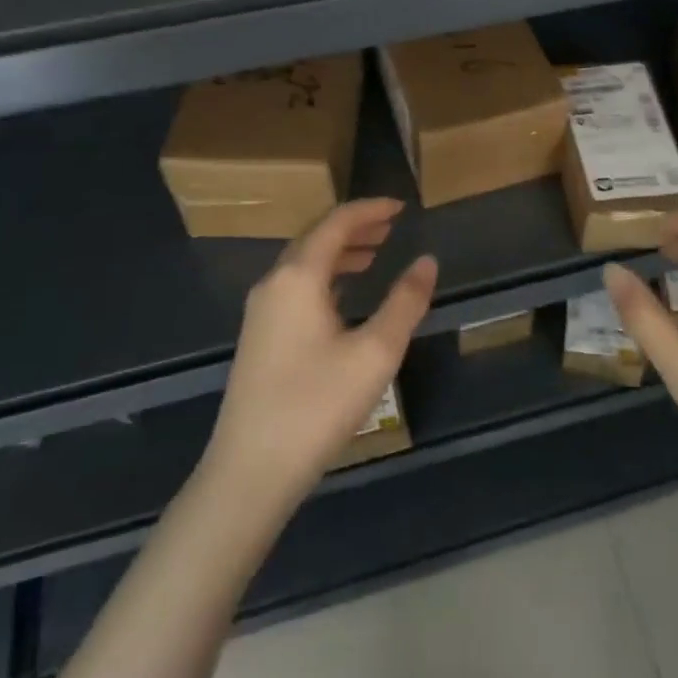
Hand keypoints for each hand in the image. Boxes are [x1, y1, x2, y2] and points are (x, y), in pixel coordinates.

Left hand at [202, 199, 437, 514]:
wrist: (249, 471)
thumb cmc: (317, 405)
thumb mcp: (375, 353)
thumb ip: (405, 302)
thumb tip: (427, 261)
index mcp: (298, 276)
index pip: (336, 223)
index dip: (370, 209)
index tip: (400, 206)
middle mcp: (274, 283)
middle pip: (316, 237)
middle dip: (354, 228)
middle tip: (390, 228)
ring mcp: (261, 311)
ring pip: (303, 263)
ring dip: (339, 252)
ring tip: (374, 255)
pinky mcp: (259, 336)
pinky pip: (295, 286)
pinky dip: (325, 277)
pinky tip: (344, 296)